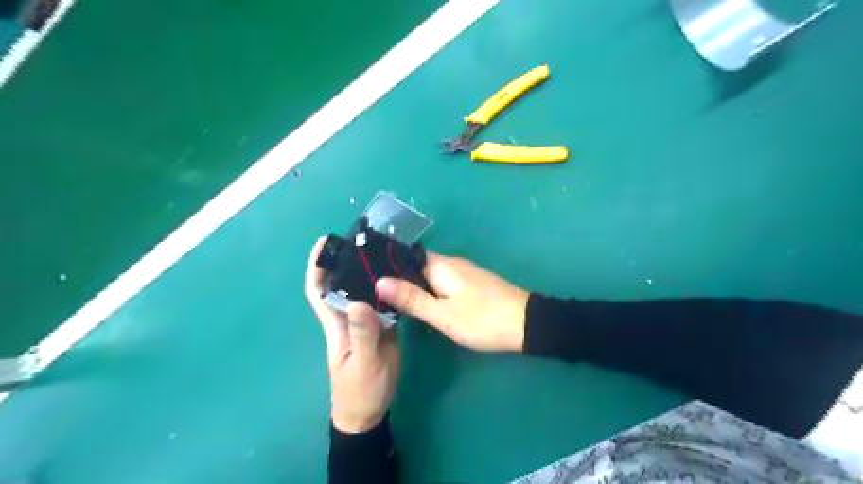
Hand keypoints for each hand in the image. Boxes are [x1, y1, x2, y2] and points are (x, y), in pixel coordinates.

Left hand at [306, 237, 398, 434]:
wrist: (369, 413)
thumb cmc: (360, 391)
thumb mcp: (364, 363)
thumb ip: (363, 335)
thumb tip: (359, 301)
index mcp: (336, 325)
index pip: (319, 292)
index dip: (317, 267)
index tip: (325, 243)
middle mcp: (348, 318)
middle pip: (341, 285)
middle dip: (347, 260)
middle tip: (366, 238)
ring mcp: (365, 323)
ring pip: (362, 291)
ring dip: (368, 271)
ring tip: (385, 250)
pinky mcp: (380, 328)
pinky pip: (381, 302)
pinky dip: (386, 288)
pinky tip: (400, 277)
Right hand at [376, 253, 529, 351]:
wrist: (527, 324)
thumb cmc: (483, 320)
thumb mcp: (443, 314)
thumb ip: (411, 298)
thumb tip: (379, 281)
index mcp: (441, 265)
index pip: (406, 257)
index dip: (388, 267)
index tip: (368, 280)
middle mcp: (451, 263)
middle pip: (418, 266)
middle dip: (400, 280)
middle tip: (378, 298)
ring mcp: (464, 273)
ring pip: (431, 276)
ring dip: (415, 287)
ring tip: (394, 304)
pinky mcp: (473, 284)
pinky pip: (443, 283)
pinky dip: (431, 292)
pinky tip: (424, 306)